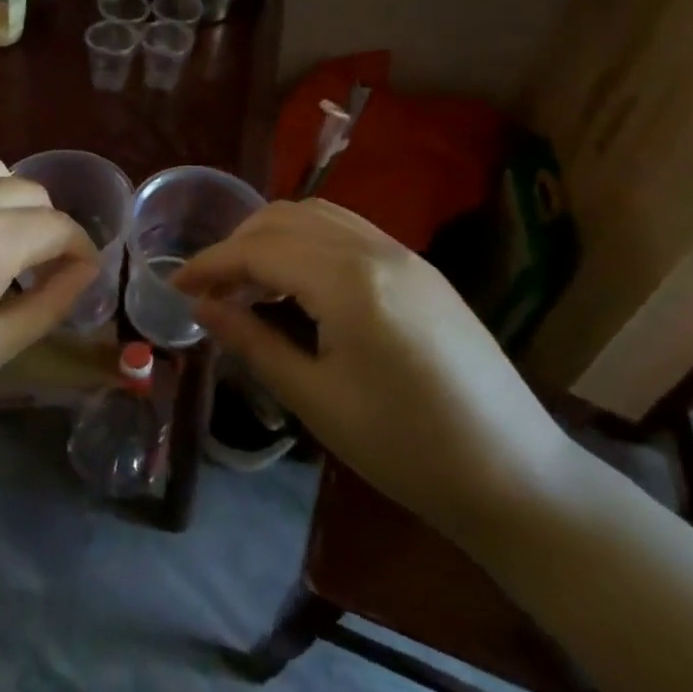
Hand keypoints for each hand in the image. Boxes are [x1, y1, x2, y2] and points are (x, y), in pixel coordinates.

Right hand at [173, 200, 571, 540]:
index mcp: (349, 282)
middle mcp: (376, 249)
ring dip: (272, 236)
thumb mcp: (317, 400)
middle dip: (237, 244)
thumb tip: (203, 309)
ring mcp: (404, 253)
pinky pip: (347, 230)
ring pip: (317, 215)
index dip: (210, 264)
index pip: (259, 250)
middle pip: (285, 218)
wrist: (517, 476)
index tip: (175, 285)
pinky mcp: (420, 268)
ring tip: (248, 281)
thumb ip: (253, 343)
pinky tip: (298, 280)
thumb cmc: (407, 449)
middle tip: (210, 288)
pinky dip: (307, 240)